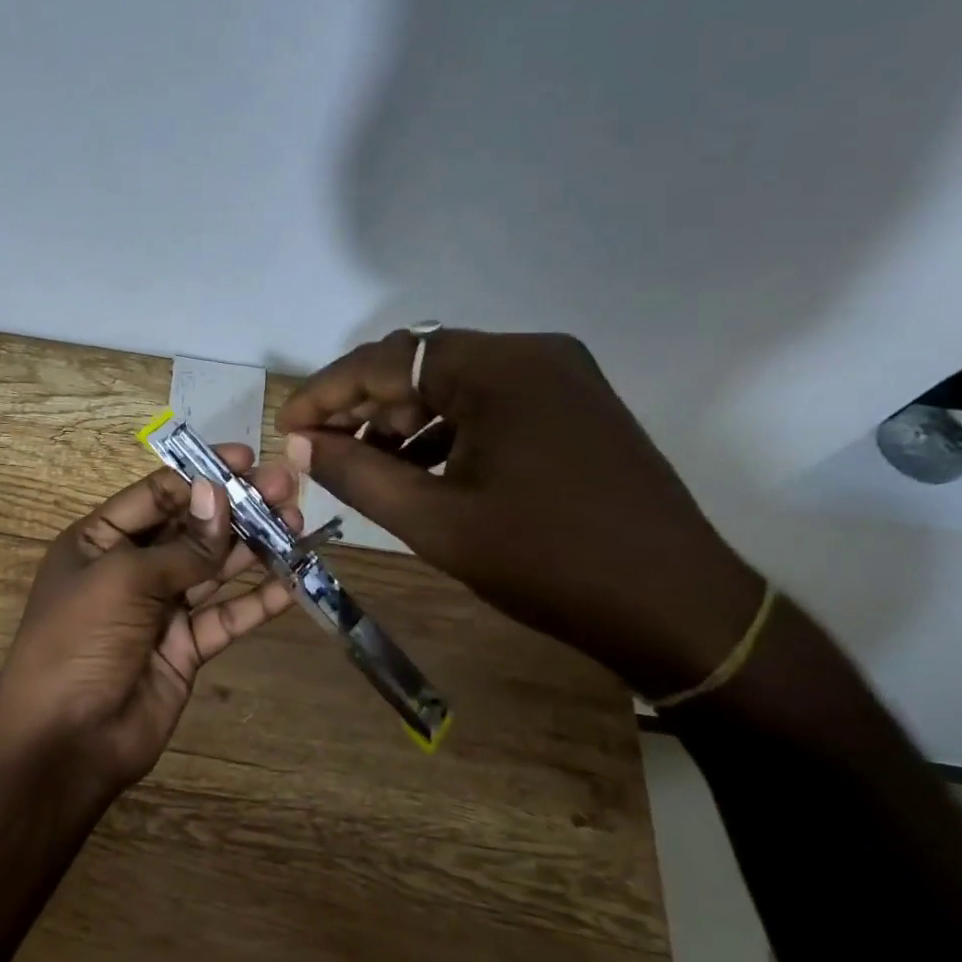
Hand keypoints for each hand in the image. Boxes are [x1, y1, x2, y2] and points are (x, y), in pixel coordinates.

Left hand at [0, 447, 301, 792]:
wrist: (66, 740)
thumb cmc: (79, 641)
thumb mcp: (122, 580)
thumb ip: (181, 546)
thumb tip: (219, 494)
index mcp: (99, 541)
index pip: (156, 495)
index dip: (201, 476)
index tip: (247, 459)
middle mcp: (130, 569)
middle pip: (191, 528)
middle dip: (237, 507)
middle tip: (285, 488)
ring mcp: (160, 610)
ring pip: (214, 568)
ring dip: (254, 546)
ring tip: (297, 523)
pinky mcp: (185, 648)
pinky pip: (225, 616)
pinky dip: (256, 600)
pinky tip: (291, 581)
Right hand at [277, 330, 763, 697]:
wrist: (675, 607)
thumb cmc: (547, 560)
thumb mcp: (434, 521)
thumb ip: (358, 474)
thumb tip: (301, 443)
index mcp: (501, 368)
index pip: (388, 360)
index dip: (327, 392)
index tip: (286, 426)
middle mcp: (533, 354)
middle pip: (420, 365)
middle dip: (363, 406)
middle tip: (320, 449)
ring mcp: (560, 379)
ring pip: (452, 385)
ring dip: (401, 421)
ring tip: (363, 466)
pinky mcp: (572, 408)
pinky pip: (487, 405)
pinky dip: (443, 432)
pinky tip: (416, 470)